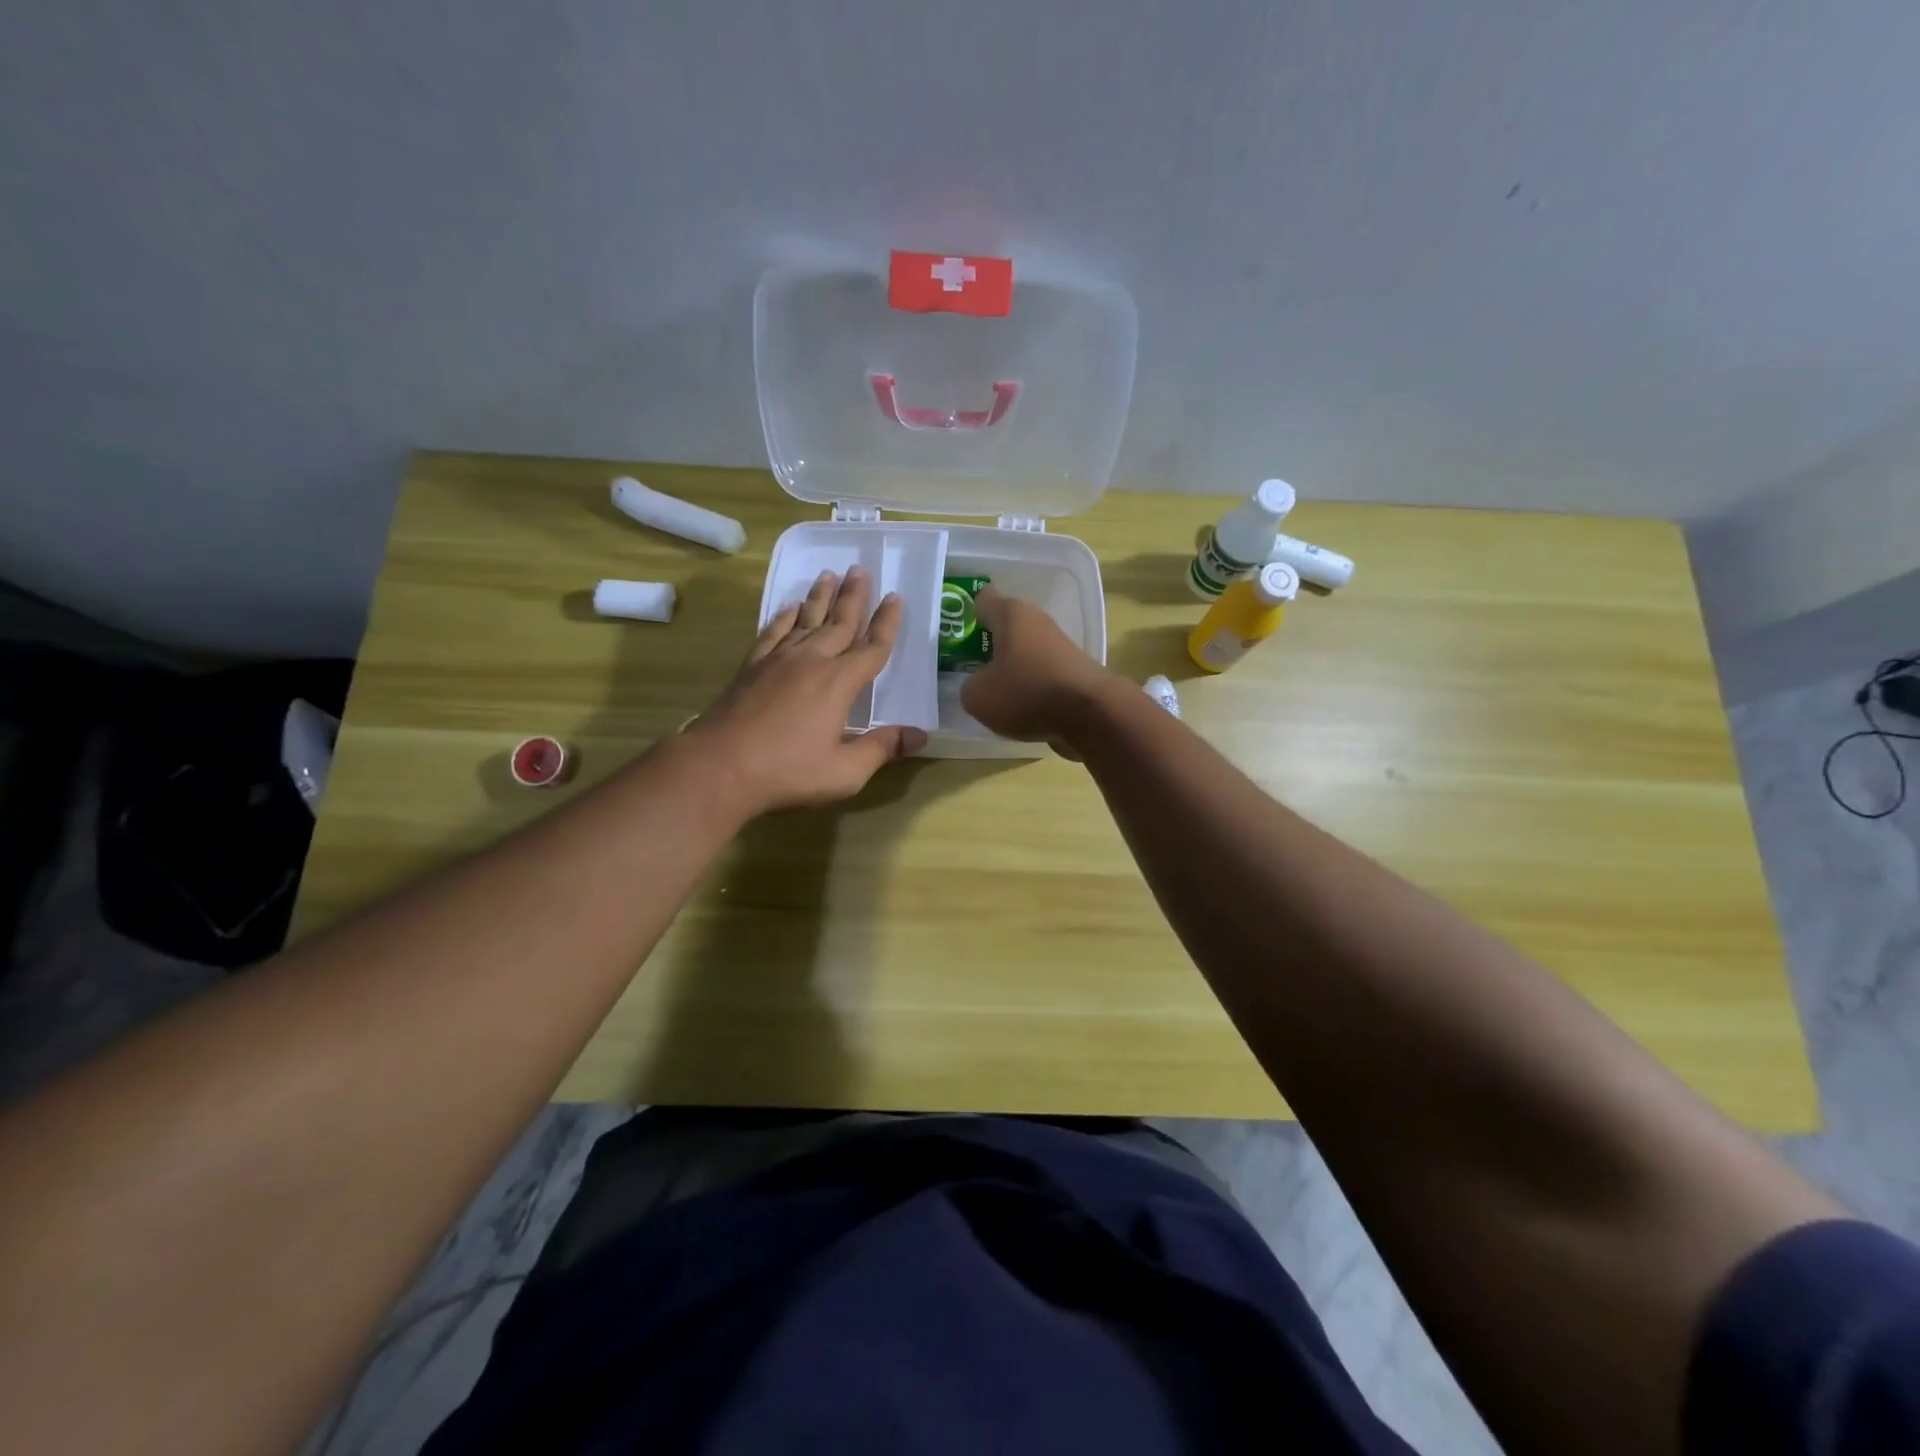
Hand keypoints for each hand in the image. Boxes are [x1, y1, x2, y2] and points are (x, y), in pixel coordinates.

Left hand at [689, 567, 926, 814]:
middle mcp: (812, 661)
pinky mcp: (752, 667)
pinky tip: (789, 607)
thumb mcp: (845, 771)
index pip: (872, 647)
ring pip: (806, 619)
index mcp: (840, 683)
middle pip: (839, 622)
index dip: (887, 623)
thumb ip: (882, 748)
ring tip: (830, 574)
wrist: (720, 766)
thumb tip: (920, 735)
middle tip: (861, 570)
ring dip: (820, 597)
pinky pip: (773, 632)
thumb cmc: (788, 771)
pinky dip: (784, 617)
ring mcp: (779, 660)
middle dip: (854, 596)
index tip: (895, 598)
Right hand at [959, 585, 1116, 755]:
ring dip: (1010, 667)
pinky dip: (1029, 686)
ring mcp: (1059, 647)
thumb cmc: (1027, 693)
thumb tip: (978, 686)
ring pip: (1024, 652)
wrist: (1092, 715)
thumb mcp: (978, 696)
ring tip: (991, 691)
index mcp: (1011, 614)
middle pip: (1005, 627)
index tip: (955, 629)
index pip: (984, 598)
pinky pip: (1040, 674)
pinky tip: (1019, 707)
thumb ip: (969, 687)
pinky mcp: (1074, 671)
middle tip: (966, 665)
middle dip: (987, 644)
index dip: (968, 611)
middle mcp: (1037, 622)